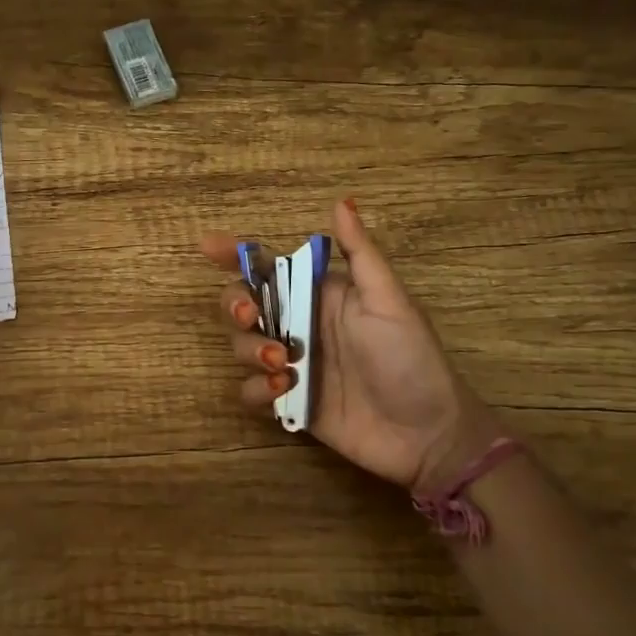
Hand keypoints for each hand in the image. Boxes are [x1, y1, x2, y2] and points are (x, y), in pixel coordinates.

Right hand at [202, 200, 502, 495]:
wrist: (426, 434)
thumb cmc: (410, 358)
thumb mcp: (389, 301)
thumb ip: (360, 254)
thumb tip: (341, 201)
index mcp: (320, 295)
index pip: (269, 267)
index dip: (235, 254)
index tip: (209, 247)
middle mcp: (299, 325)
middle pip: (243, 305)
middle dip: (236, 306)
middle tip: (252, 317)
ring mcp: (290, 365)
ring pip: (240, 347)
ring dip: (250, 350)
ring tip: (282, 363)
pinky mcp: (288, 402)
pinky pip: (250, 390)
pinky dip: (257, 389)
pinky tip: (285, 390)